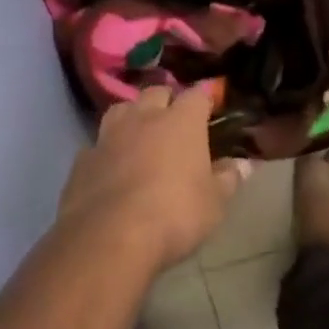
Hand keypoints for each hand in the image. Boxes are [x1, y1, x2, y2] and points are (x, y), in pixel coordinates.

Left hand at [59, 85, 251, 273]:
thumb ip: (228, 179)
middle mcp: (144, 117)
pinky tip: (111, 166)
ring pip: (122, 109)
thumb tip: (244, 164)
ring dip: (133, 116)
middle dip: (167, 101)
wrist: (110, 236)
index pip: (197, 95)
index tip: (211, 106)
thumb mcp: (214, 204)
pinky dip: (107, 150)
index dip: (205, 98)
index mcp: (181, 121)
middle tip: (175, 121)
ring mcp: (109, 134)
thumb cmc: (174, 215)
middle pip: (156, 92)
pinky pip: (98, 143)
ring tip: (139, 134)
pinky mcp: (83, 158)